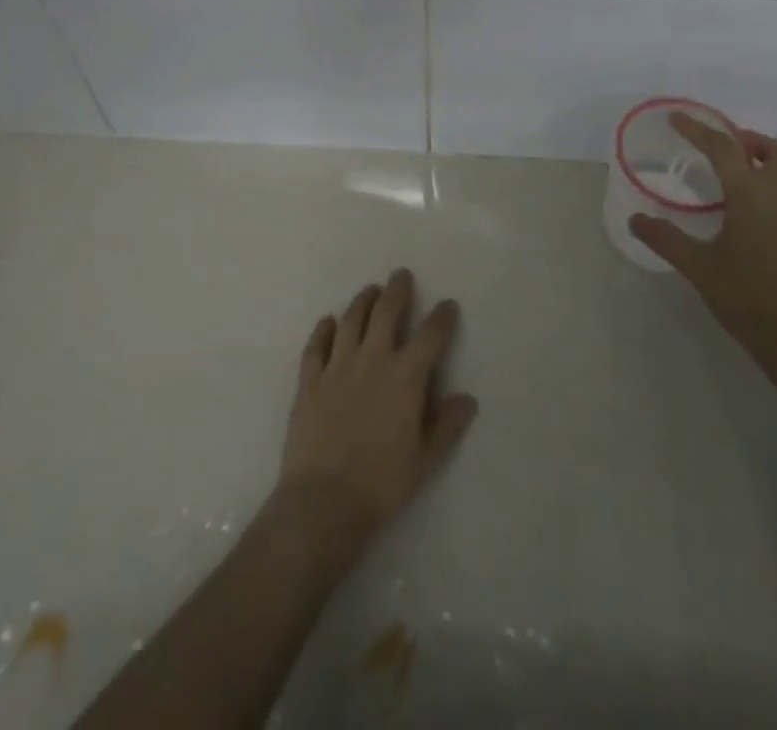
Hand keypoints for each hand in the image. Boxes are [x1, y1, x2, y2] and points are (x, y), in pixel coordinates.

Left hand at [277, 269, 477, 542]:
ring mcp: (337, 367)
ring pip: (350, 321)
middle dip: (397, 290)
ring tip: (370, 290)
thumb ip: (447, 425)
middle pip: (386, 313)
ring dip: (362, 301)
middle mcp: (372, 360)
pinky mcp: (309, 381)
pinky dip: (323, 330)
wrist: (324, 502)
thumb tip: (467, 399)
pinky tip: (328, 321)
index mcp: (405, 377)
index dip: (441, 317)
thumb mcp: (426, 460)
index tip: (448, 305)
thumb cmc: (382, 484)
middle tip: (401, 275)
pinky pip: (316, 346)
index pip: (430, 336)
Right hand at [629, 115, 776, 373]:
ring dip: (763, 166)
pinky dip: (770, 193)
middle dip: (749, 142)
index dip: (698, 130)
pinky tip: (748, 220)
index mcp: (753, 197)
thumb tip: (635, 219)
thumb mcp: (699, 268)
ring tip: (731, 182)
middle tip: (721, 149)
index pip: (724, 149)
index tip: (677, 119)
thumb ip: (665, 239)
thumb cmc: (748, 299)